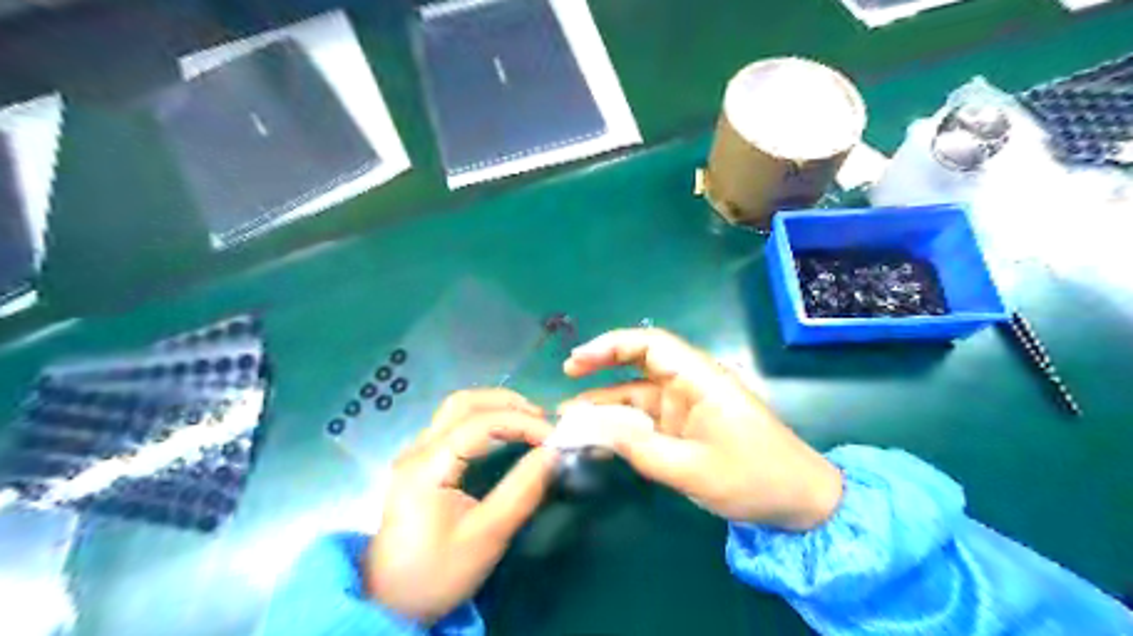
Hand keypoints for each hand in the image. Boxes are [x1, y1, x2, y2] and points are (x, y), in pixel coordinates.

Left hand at [366, 390, 555, 623]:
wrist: (390, 602)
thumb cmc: (438, 572)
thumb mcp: (487, 536)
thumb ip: (522, 491)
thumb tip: (554, 453)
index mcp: (427, 466)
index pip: (480, 424)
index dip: (522, 423)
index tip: (555, 438)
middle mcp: (417, 449)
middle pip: (463, 403)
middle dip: (507, 403)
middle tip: (543, 420)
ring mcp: (415, 454)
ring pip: (456, 410)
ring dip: (495, 407)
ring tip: (529, 422)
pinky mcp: (420, 463)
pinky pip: (453, 424)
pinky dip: (484, 419)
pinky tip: (504, 434)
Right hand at [564, 328, 839, 530]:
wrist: (799, 502)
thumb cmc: (754, 479)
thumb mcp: (691, 469)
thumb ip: (638, 448)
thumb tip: (591, 428)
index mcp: (700, 379)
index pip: (650, 344)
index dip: (610, 345)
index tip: (577, 361)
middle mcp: (690, 384)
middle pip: (639, 364)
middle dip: (602, 367)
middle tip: (566, 377)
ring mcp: (687, 405)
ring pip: (638, 394)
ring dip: (606, 404)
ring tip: (569, 418)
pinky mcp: (685, 426)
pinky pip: (646, 419)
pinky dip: (622, 426)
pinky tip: (596, 437)